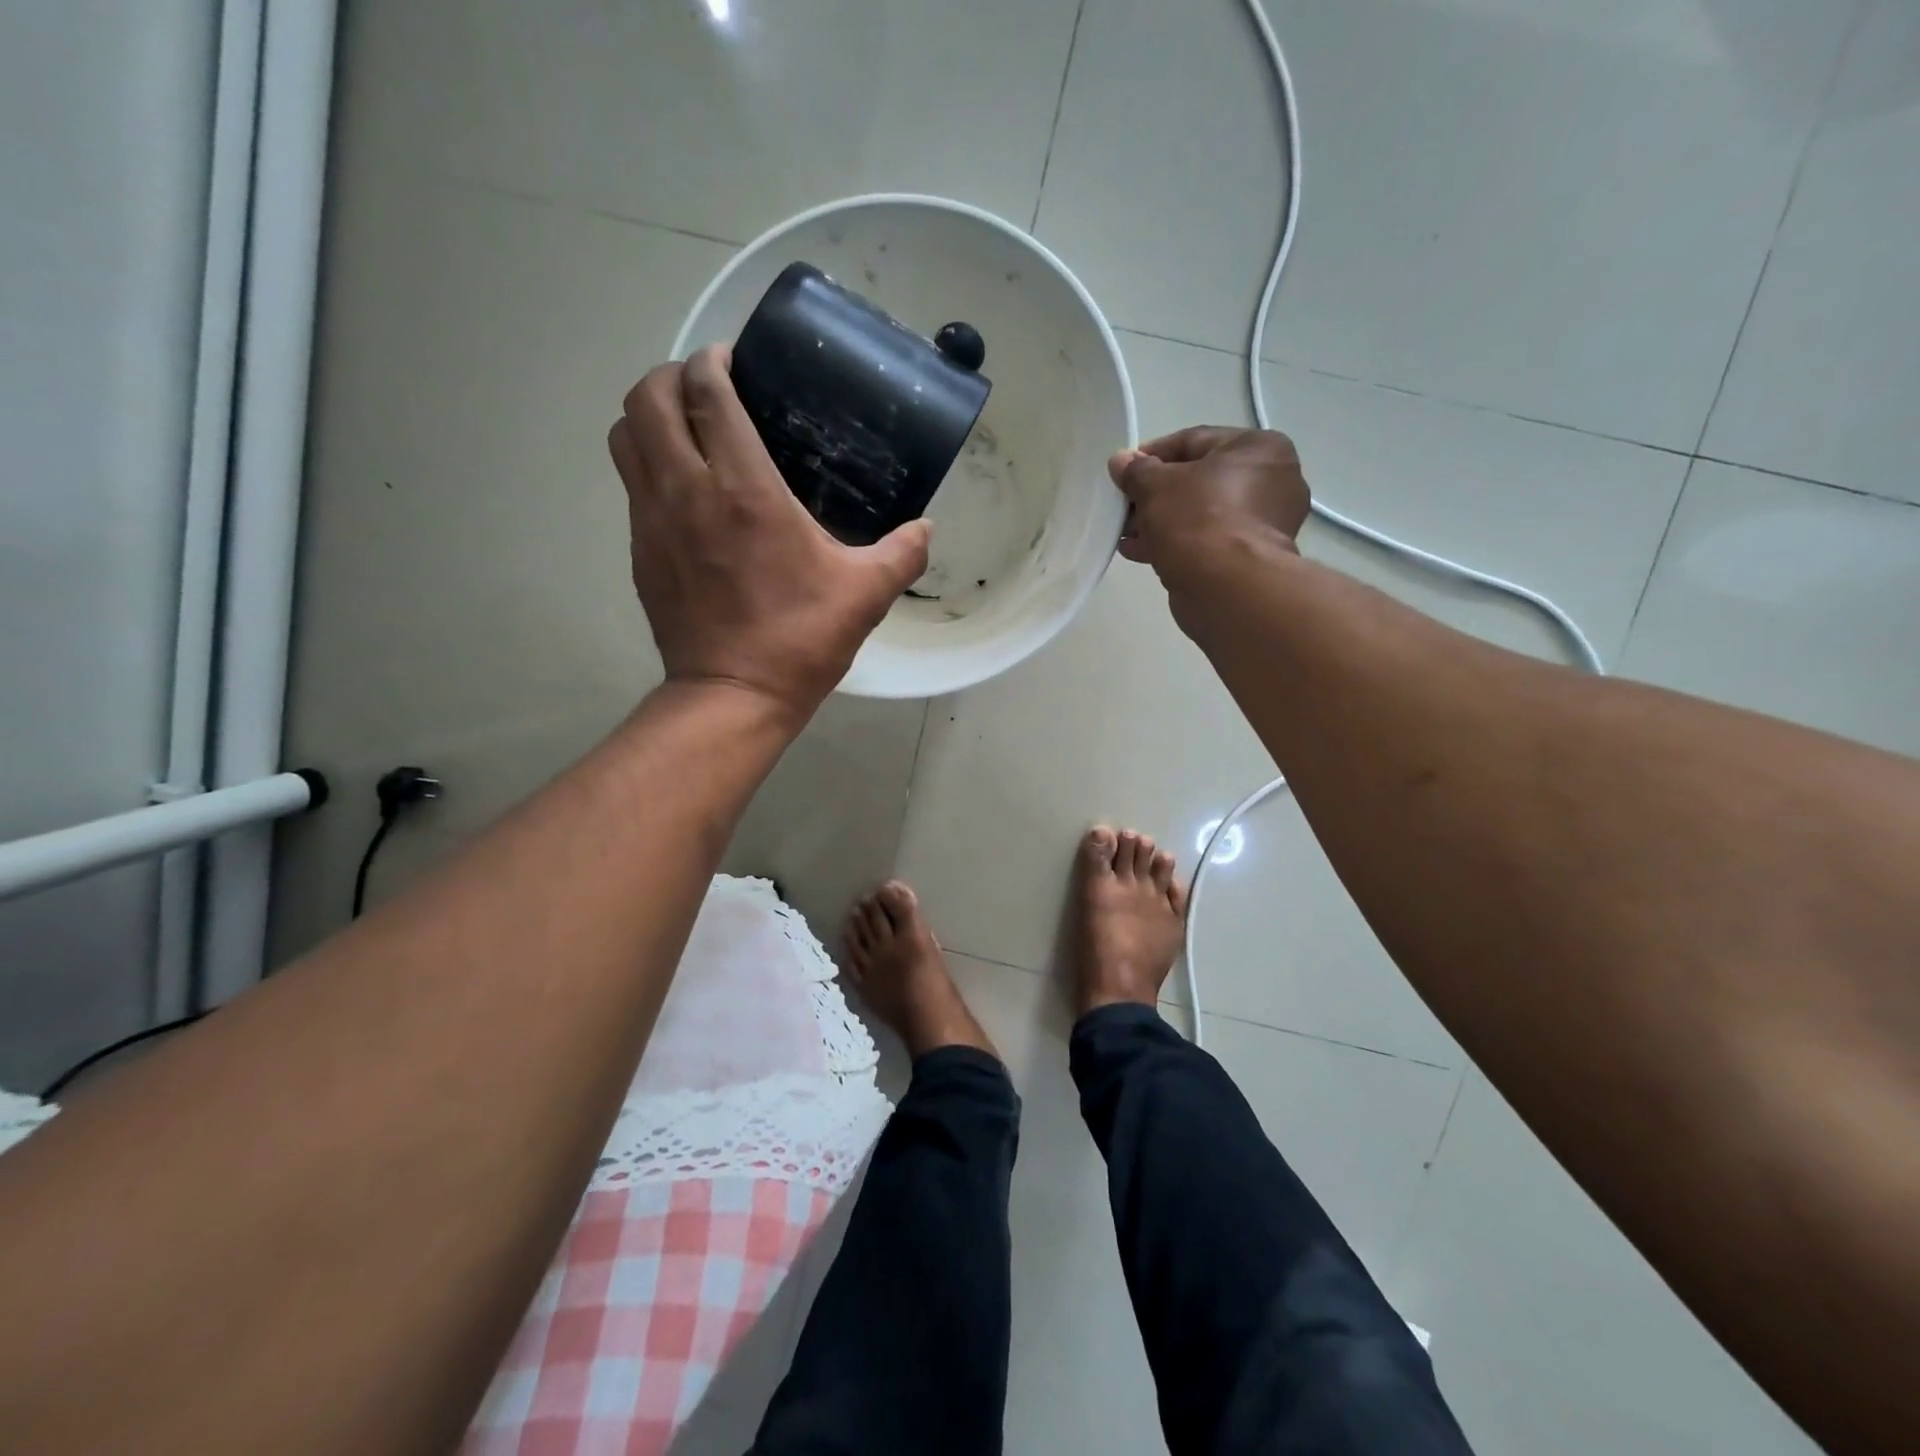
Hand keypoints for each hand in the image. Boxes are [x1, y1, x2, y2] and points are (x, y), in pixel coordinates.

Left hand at [609, 347, 930, 722]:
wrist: (733, 695)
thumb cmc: (799, 639)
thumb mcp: (865, 594)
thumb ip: (902, 553)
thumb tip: (926, 528)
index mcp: (744, 489)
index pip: (706, 393)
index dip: (712, 362)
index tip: (733, 363)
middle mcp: (687, 490)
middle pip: (648, 398)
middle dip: (672, 376)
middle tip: (709, 391)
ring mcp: (653, 521)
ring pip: (625, 436)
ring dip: (650, 417)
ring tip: (688, 430)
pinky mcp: (640, 551)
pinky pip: (631, 484)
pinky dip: (649, 465)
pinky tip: (687, 490)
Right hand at [1108, 427, 1310, 578]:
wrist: (1227, 586)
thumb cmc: (1197, 519)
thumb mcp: (1156, 486)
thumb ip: (1137, 471)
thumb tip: (1121, 461)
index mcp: (1259, 448)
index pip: (1194, 441)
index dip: (1152, 455)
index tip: (1123, 472)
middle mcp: (1272, 480)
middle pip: (1198, 480)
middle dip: (1155, 495)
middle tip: (1124, 507)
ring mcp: (1265, 523)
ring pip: (1200, 513)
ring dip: (1160, 522)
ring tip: (1126, 534)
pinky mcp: (1251, 557)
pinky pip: (1207, 540)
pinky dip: (1176, 543)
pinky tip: (1140, 552)